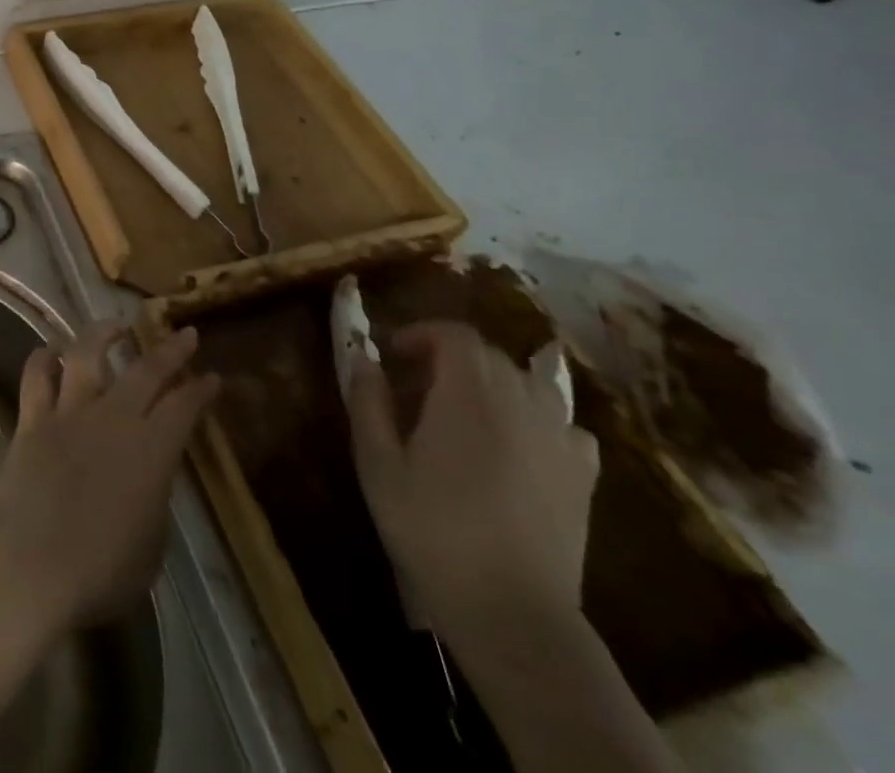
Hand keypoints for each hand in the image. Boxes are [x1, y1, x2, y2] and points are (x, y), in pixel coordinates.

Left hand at [0, 323, 219, 637]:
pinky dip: (43, 358)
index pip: (184, 409)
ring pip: (87, 355)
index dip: (201, 390)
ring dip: (102, 334)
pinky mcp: (32, 418)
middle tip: (184, 334)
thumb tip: (147, 479)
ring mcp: (70, 413)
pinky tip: (51, 351)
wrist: (32, 564)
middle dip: (170, 350)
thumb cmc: (101, 571)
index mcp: (152, 452)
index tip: (212, 376)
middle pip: (146, 372)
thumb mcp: (151, 546)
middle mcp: (114, 419)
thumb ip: (153, 501)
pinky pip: (36, 376)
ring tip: (114, 325)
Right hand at [345, 320, 599, 642]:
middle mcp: (522, 406)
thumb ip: (367, 400)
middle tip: (415, 387)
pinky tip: (516, 446)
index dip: (422, 334)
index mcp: (470, 396)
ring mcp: (559, 442)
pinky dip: (536, 420)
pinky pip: (564, 426)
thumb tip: (363, 357)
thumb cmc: (431, 528)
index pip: (456, 335)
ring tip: (464, 412)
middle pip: (491, 357)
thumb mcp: (377, 462)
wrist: (512, 611)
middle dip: (450, 358)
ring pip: (530, 386)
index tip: (393, 354)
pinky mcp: (582, 479)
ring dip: (493, 384)